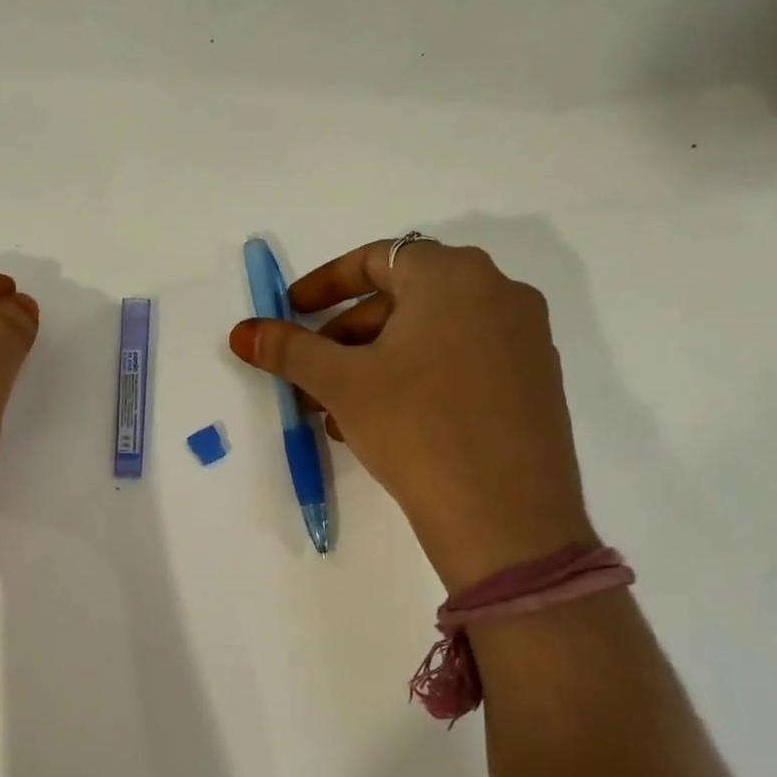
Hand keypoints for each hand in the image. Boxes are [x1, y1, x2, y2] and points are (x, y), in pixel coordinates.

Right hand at [229, 239, 593, 587]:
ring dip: (375, 361)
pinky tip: (383, 424)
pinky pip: (460, 362)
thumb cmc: (416, 427)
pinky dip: (416, 378)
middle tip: (310, 372)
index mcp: (453, 276)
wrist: (506, 517)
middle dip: (345, 334)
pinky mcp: (535, 383)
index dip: (324, 284)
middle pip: (403, 298)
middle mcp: (499, 293)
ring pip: (430, 335)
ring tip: (337, 409)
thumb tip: (242, 331)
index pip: (376, 258)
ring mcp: (524, 339)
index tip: (292, 312)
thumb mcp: (341, 383)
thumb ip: (288, 348)